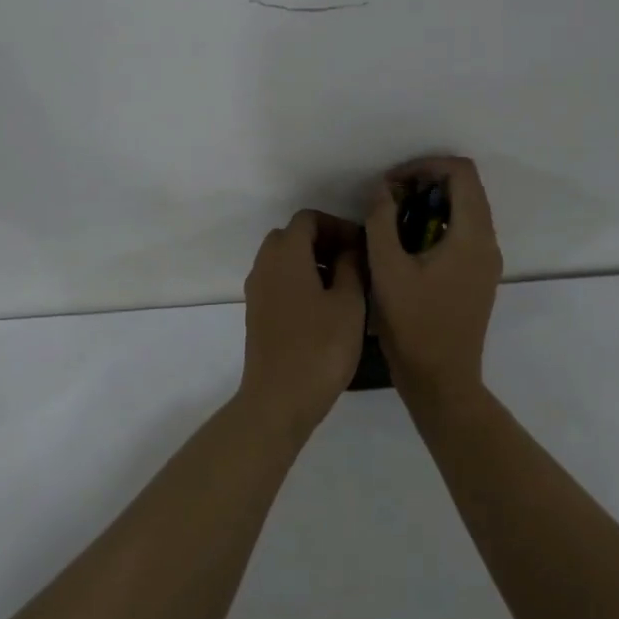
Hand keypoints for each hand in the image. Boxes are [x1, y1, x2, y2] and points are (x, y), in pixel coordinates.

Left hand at [240, 209, 367, 437]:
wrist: (279, 399)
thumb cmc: (320, 347)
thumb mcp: (349, 303)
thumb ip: (351, 266)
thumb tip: (350, 249)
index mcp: (285, 254)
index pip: (308, 219)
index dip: (337, 226)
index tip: (361, 247)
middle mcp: (264, 264)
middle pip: (292, 236)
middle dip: (323, 242)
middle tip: (353, 262)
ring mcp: (256, 290)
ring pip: (283, 259)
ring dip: (311, 262)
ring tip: (344, 286)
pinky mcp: (256, 314)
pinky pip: (278, 281)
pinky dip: (299, 281)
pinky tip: (324, 307)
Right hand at [366, 156, 502, 403]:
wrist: (441, 380)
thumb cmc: (414, 324)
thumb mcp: (387, 268)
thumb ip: (381, 220)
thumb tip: (383, 189)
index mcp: (472, 236)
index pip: (461, 173)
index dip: (425, 166)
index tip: (393, 183)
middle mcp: (487, 243)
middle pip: (465, 188)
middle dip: (425, 183)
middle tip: (388, 199)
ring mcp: (485, 261)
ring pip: (463, 210)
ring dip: (428, 204)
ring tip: (391, 220)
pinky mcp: (477, 277)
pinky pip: (461, 233)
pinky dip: (435, 225)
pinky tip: (405, 246)